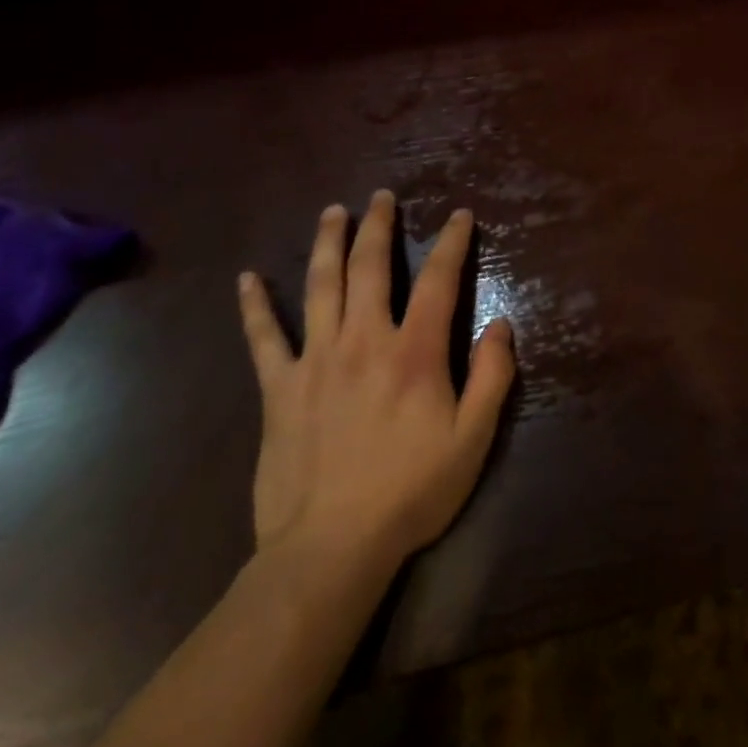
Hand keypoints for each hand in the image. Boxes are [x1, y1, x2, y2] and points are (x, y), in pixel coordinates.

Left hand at [236, 191, 514, 582]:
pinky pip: (263, 338)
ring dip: (328, 243)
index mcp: (415, 351)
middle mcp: (365, 340)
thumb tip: (501, 324)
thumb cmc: (410, 493)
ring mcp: (316, 360)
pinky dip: (255, 306)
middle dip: (379, 226)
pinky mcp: (279, 389)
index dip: (451, 242)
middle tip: (381, 196)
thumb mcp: (473, 439)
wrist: (329, 550)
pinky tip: (246, 278)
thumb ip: (492, 376)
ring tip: (334, 212)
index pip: (438, 280)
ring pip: (321, 286)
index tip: (459, 215)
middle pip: (371, 267)